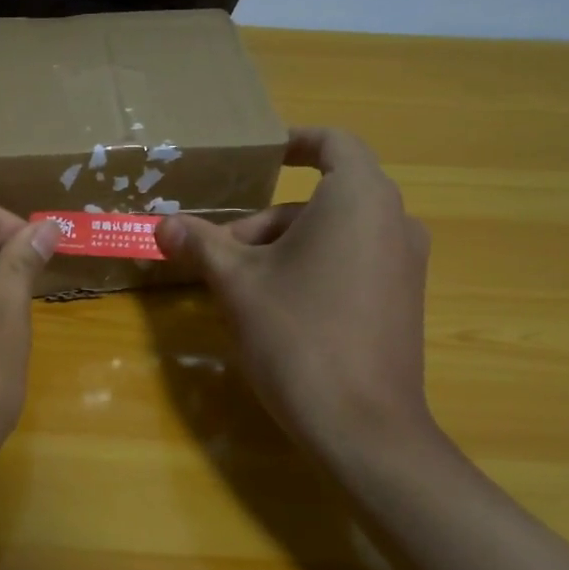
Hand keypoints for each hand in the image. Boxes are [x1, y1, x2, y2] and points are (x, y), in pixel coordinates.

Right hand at [154, 127, 435, 459]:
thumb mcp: (237, 283)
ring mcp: (405, 263)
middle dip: (265, 221)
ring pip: (336, 234)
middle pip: (322, 199)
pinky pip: (355, 262)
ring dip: (285, 247)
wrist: (363, 426)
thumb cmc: (296, 335)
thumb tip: (162, 224)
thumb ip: (200, 244)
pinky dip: (315, 267)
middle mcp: (393, 220)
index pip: (333, 143)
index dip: (294, 143)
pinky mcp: (405, 300)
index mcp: (359, 198)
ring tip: (241, 286)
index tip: (261, 158)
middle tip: (220, 253)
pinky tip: (279, 309)